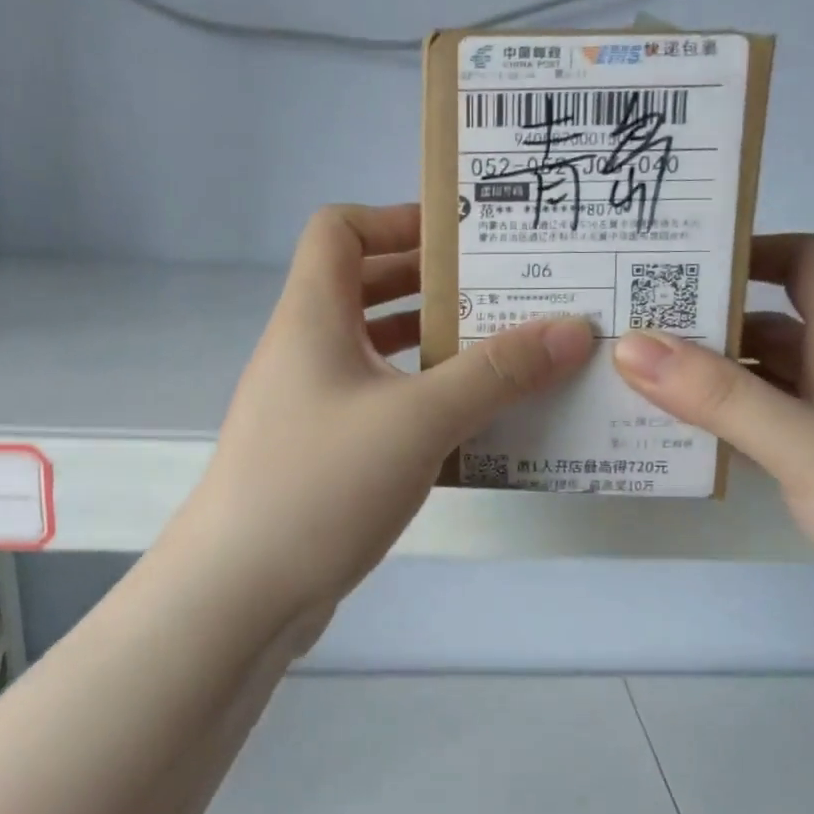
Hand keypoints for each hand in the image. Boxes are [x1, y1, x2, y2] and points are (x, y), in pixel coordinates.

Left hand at [175, 203, 593, 619]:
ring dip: (432, 344)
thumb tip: (573, 328)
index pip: (339, 229)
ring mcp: (309, 404)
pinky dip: (420, 398)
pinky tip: (469, 422)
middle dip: (431, 283)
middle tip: (502, 291)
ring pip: (375, 350)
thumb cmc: (321, 484)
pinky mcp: (321, 452)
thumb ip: (497, 373)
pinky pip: (378, 402)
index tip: (460, 239)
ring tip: (500, 352)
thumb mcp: (419, 420)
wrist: (240, 594)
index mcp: (312, 316)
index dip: (395, 219)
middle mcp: (305, 349)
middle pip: (364, 286)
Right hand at [613, 234, 813, 679]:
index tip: (678, 260)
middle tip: (625, 323)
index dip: (750, 250)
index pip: (806, 265)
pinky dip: (717, 426)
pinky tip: (670, 439)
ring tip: (628, 379)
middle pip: (769, 323)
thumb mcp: (810, 447)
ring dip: (703, 378)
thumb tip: (632, 345)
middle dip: (704, 318)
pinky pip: (758, 431)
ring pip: (759, 382)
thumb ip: (721, 397)